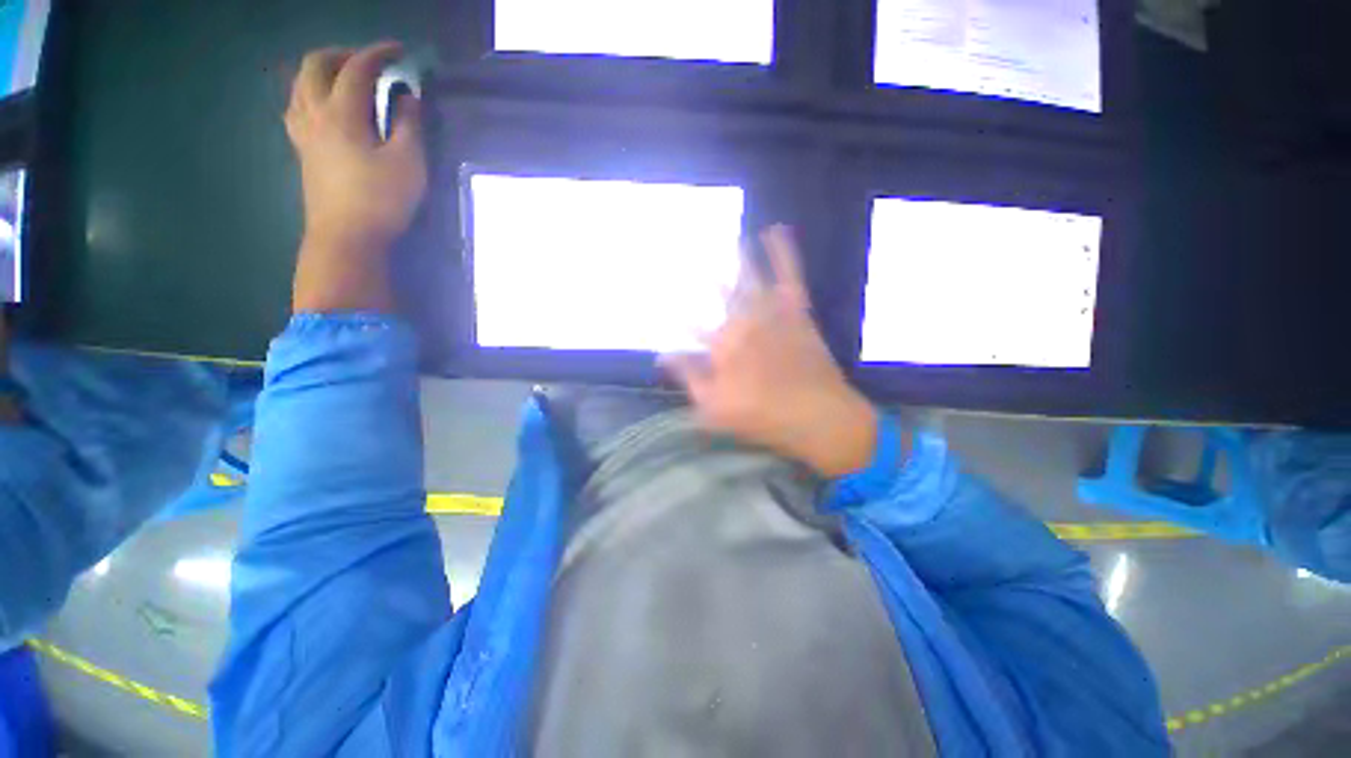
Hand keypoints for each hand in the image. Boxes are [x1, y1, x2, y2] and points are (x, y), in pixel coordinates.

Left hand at [285, 42, 426, 312]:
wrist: (346, 238)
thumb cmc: (382, 201)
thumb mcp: (408, 163)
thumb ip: (409, 125)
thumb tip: (408, 97)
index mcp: (342, 113)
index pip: (356, 68)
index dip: (378, 53)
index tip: (399, 50)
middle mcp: (315, 113)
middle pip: (315, 65)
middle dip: (342, 54)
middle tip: (368, 61)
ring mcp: (303, 132)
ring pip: (299, 84)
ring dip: (321, 70)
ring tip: (345, 78)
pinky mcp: (301, 151)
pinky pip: (296, 107)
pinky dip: (310, 94)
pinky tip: (324, 106)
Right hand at [661, 226, 878, 478]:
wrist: (818, 415)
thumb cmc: (762, 416)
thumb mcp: (713, 407)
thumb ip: (688, 377)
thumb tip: (662, 355)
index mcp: (720, 347)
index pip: (689, 327)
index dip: (675, 316)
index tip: (662, 305)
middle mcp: (742, 322)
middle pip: (718, 295)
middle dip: (704, 278)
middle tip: (687, 255)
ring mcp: (770, 313)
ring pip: (748, 277)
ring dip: (737, 257)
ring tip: (727, 237)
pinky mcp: (795, 310)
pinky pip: (788, 274)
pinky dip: (782, 251)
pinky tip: (775, 230)